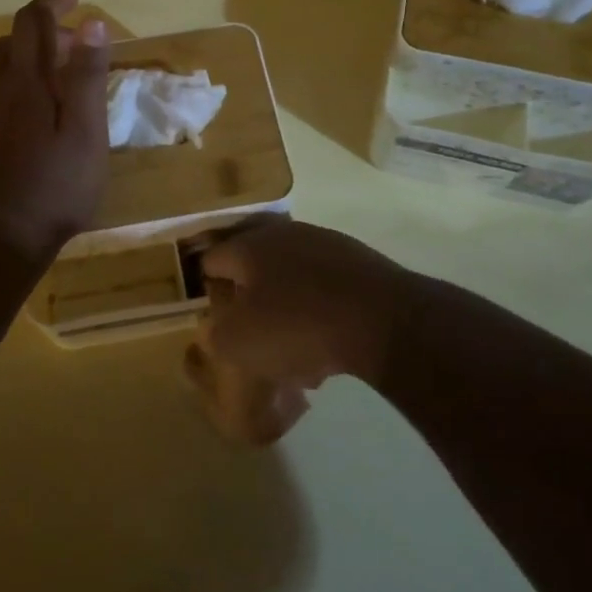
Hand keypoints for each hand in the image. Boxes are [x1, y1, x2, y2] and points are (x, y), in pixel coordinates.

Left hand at [0, 0, 109, 262]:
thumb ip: (87, 76)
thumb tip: (90, 22)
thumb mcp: (87, 132)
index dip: (52, 3)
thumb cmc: (56, 187)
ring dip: (5, 55)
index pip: (33, 21)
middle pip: (8, 41)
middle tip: (70, 52)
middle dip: (39, 34)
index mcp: (27, 82)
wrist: (0, 238)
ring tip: (30, 69)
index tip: (74, 2)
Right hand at [196, 220, 409, 429]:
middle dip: (250, 302)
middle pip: (255, 267)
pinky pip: (325, 288)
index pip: (212, 259)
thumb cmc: (298, 327)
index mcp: (249, 246)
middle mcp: (285, 235)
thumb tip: (214, 327)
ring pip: (292, 280)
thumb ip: (216, 333)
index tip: (215, 319)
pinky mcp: (359, 262)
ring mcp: (326, 244)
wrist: (383, 320)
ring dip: (286, 311)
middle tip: (254, 338)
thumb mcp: (239, 343)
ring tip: (294, 355)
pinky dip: (319, 313)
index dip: (208, 289)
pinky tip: (327, 347)